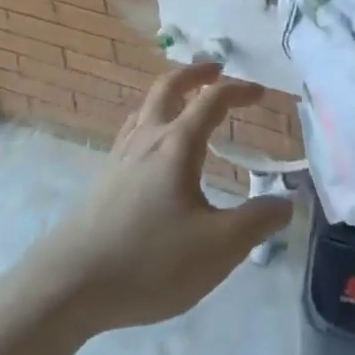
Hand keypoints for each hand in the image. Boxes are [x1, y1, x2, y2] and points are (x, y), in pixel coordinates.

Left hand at [29, 62, 292, 335]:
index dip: (239, 91)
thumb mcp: (216, 249)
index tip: (260, 93)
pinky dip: (149, 121)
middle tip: (215, 68)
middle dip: (195, 73)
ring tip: (183, 102)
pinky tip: (150, 148)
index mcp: (178, 145)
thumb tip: (287, 202)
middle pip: (169, 87)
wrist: (67, 287)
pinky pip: (130, 131)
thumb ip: (255, 223)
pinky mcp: (102, 180)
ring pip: (145, 107)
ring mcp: (119, 157)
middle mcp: (148, 138)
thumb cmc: (148, 262)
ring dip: (169, 94)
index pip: (213, 100)